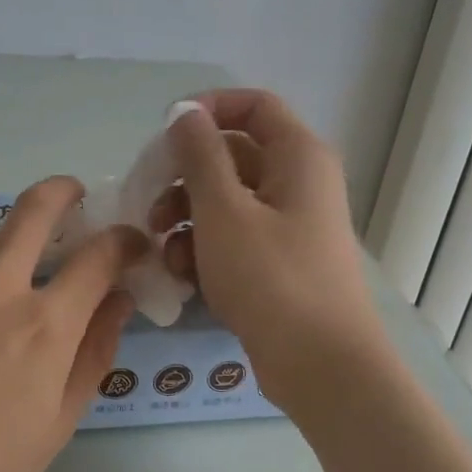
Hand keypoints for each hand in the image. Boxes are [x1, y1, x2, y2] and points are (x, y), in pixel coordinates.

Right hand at [152, 90, 383, 405]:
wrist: (321, 366)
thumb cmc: (271, 278)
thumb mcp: (224, 211)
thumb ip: (200, 155)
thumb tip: (186, 113)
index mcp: (297, 156)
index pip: (252, 105)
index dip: (206, 109)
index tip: (164, 134)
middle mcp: (298, 182)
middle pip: (232, 156)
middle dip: (184, 177)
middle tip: (150, 203)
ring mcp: (289, 225)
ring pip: (227, 201)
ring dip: (188, 218)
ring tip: (164, 248)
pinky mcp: (278, 263)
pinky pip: (234, 238)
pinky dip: (206, 249)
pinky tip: (184, 276)